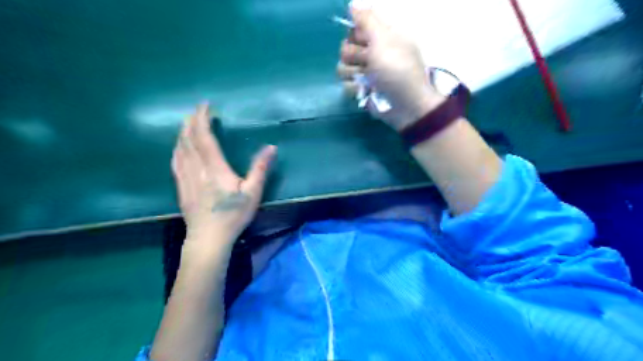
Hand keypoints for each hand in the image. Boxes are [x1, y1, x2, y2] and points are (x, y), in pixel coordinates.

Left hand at [170, 104, 275, 250]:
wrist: (208, 238)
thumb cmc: (233, 215)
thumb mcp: (252, 192)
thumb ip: (260, 168)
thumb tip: (272, 147)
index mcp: (214, 168)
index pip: (204, 137)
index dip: (202, 119)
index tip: (205, 106)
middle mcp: (196, 168)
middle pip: (188, 139)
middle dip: (191, 122)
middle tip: (196, 111)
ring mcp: (185, 178)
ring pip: (180, 149)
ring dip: (182, 133)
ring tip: (187, 124)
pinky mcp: (181, 187)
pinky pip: (175, 162)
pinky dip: (177, 149)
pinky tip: (178, 147)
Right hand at [336, 9, 447, 129]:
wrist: (405, 106)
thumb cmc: (397, 70)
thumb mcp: (384, 40)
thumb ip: (367, 21)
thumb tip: (352, 5)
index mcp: (380, 37)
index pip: (355, 29)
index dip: (356, 35)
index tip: (364, 42)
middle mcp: (371, 53)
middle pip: (345, 48)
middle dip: (354, 56)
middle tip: (369, 63)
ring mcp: (365, 74)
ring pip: (342, 68)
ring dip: (354, 74)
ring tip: (368, 80)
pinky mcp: (360, 90)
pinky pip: (345, 86)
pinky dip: (356, 89)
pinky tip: (366, 92)